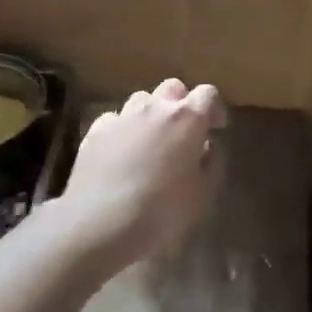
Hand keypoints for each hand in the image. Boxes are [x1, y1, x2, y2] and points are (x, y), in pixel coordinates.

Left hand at [63, 78, 225, 269]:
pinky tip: (122, 152)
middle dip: (182, 104)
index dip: (214, 109)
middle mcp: (155, 108)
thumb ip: (212, 162)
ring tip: (152, 140)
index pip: (207, 94)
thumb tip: (208, 146)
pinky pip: (114, 119)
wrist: (101, 223)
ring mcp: (122, 117)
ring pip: (141, 99)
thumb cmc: (163, 210)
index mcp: (188, 118)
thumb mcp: (203, 192)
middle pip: (173, 88)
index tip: (216, 128)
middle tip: (184, 132)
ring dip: (151, 113)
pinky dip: (123, 129)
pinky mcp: (95, 132)